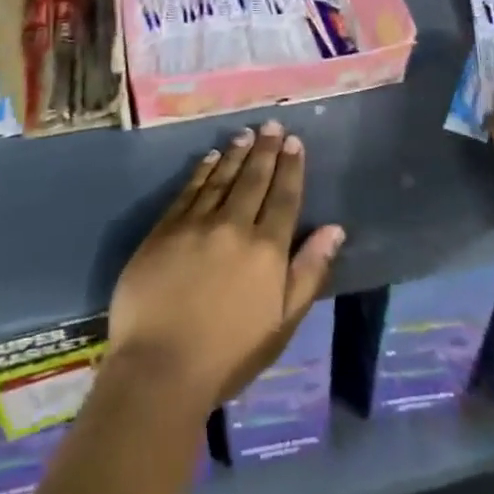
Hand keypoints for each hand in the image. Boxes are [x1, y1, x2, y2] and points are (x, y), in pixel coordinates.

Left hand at [108, 123, 345, 414]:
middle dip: (266, 150)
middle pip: (254, 179)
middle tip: (273, 125)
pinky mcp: (165, 229)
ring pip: (222, 178)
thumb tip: (334, 229)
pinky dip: (203, 170)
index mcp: (267, 250)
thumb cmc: (229, 355)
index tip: (294, 142)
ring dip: (236, 154)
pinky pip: (189, 189)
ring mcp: (196, 224)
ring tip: (246, 135)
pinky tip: (210, 158)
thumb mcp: (282, 323)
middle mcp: (234, 226)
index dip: (291, 167)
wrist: (159, 367)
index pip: (284, 197)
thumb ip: (309, 272)